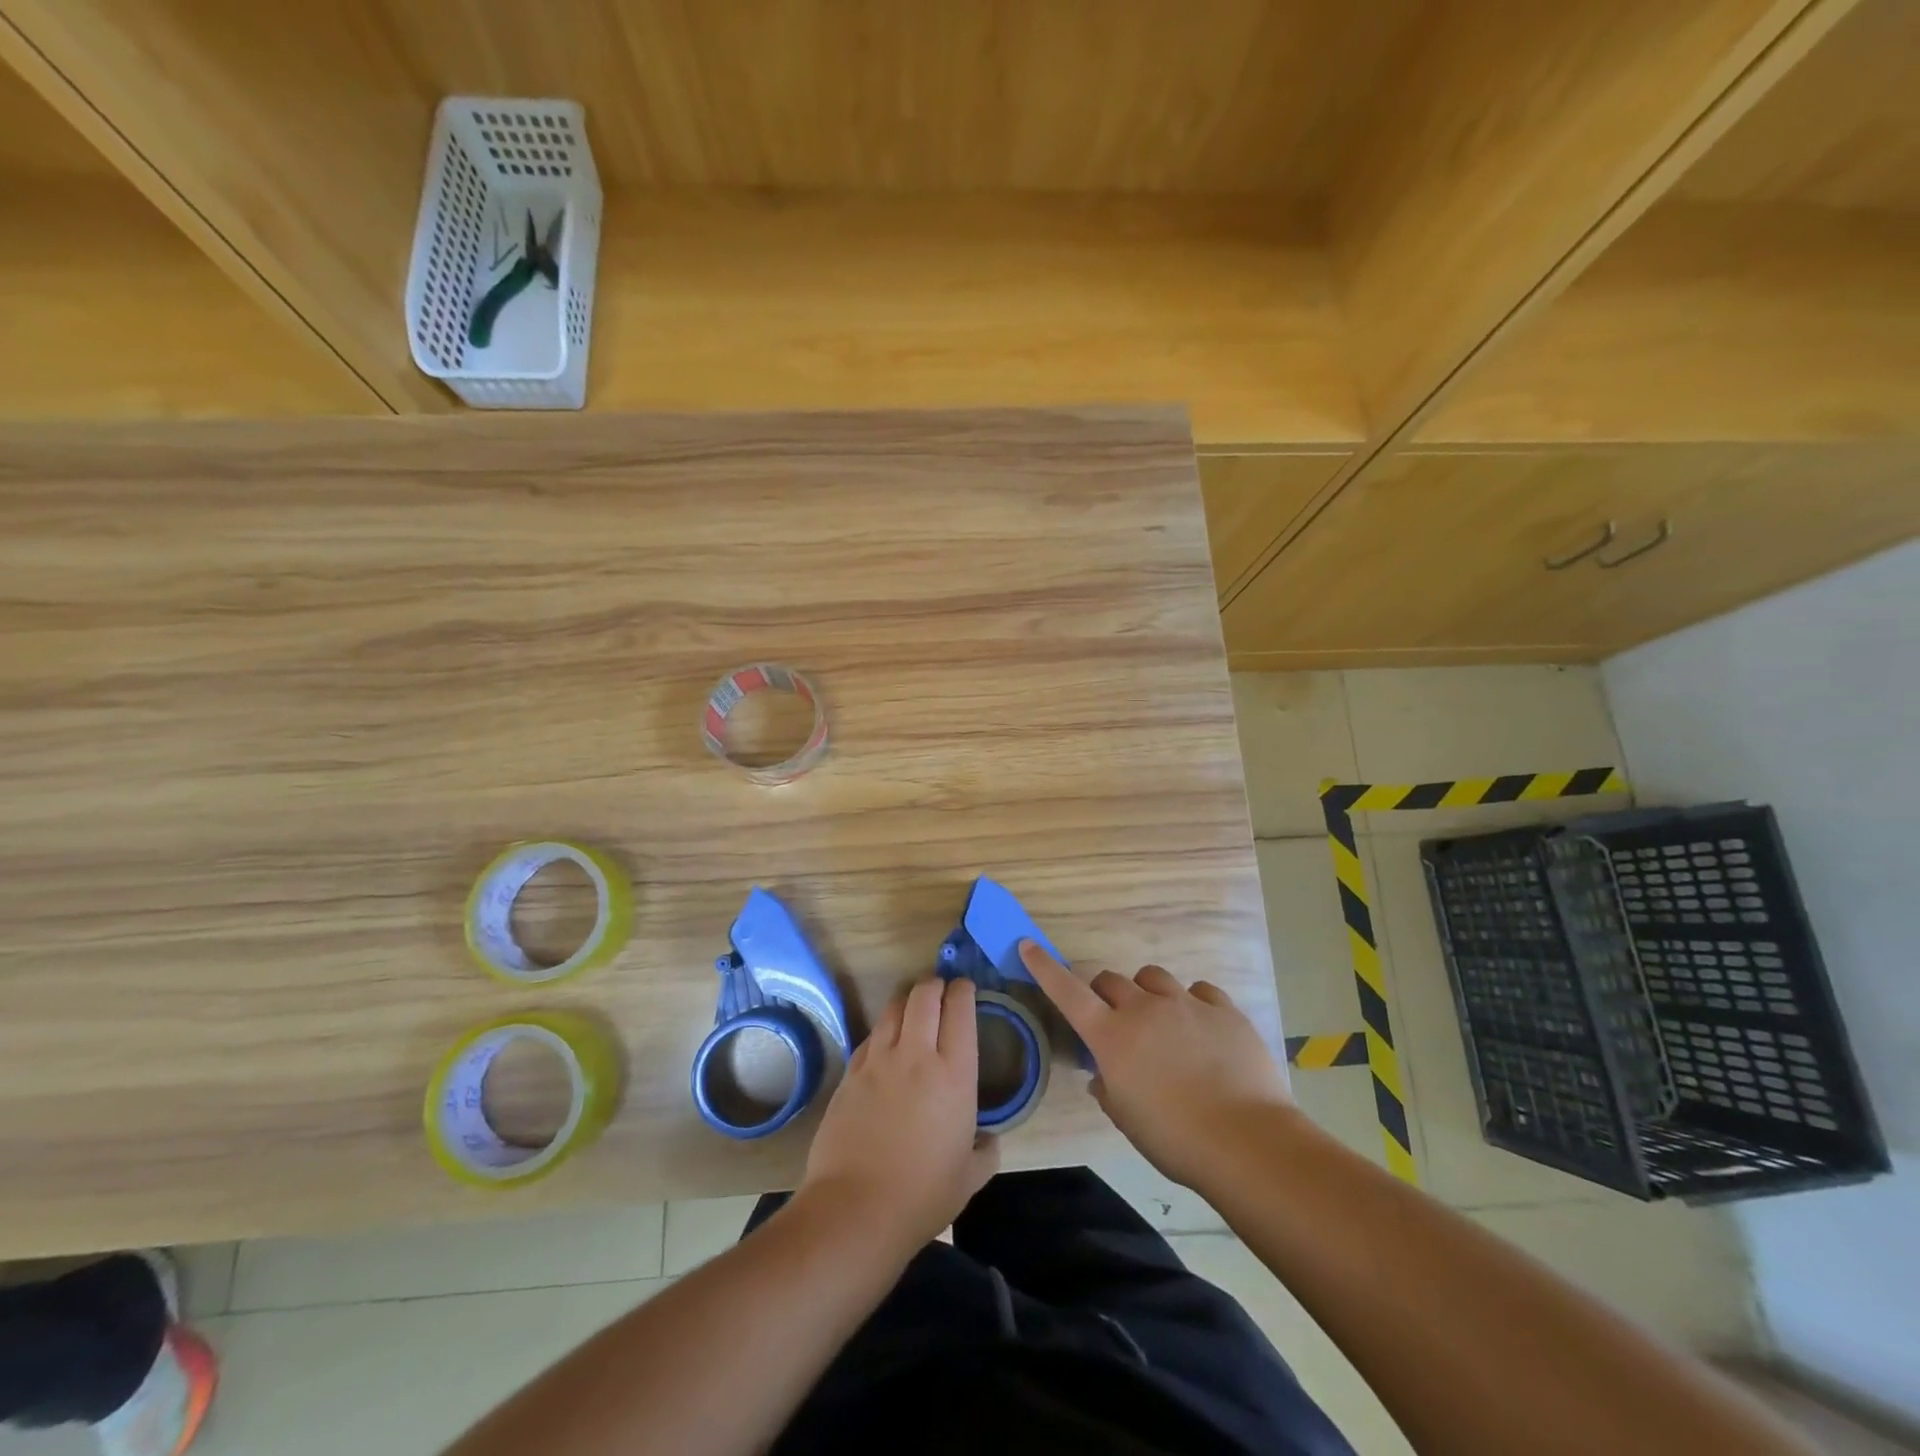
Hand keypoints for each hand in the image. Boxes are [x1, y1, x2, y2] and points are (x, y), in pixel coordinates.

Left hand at [799, 977, 998, 1257]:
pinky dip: (884, 1031)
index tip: (966, 988)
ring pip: (893, 1008)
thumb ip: (986, 1151)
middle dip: (934, 984)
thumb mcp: (969, 1178)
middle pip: (924, 995)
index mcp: (954, 1073)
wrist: (855, 1209)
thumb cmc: (922, 1195)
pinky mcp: (850, 1074)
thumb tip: (990, 1140)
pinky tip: (887, 1045)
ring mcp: (878, 1061)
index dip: (963, 990)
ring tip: (914, 1007)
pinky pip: (871, 1037)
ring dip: (907, 1000)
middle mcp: (916, 1055)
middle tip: (941, 989)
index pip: (960, 1010)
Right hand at [1020, 941, 1290, 1188]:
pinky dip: (1191, 1003)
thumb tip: (1104, 1074)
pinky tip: (1202, 1028)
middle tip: (1115, 1020)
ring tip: (1161, 1021)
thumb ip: (1108, 1087)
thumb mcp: (1127, 1118)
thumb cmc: (1175, 1139)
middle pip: (1111, 980)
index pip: (1067, 992)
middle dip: (1105, 994)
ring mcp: (1186, 1004)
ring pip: (1153, 977)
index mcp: (1112, 1037)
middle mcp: (1144, 1009)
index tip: (1029, 946)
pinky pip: (1198, 991)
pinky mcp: (1223, 1010)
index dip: (1045, 968)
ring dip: (1147, 993)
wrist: (1246, 1141)